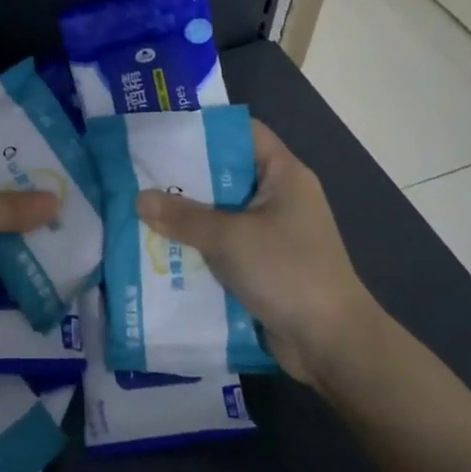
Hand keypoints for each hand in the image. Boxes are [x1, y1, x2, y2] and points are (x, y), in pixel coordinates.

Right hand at [136, 119, 385, 391]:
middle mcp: (279, 197)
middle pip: (225, 172)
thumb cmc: (287, 272)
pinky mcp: (263, 264)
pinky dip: (197, 244)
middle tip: (140, 171)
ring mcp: (272, 232)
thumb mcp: (230, 238)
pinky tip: (160, 246)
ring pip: (221, 212)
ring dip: (187, 214)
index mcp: (283, 175)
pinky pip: (224, 243)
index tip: (163, 130)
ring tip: (140, 207)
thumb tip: (139, 198)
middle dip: (184, 176)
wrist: (331, 344)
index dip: (205, 127)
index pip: (243, 132)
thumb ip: (183, 216)